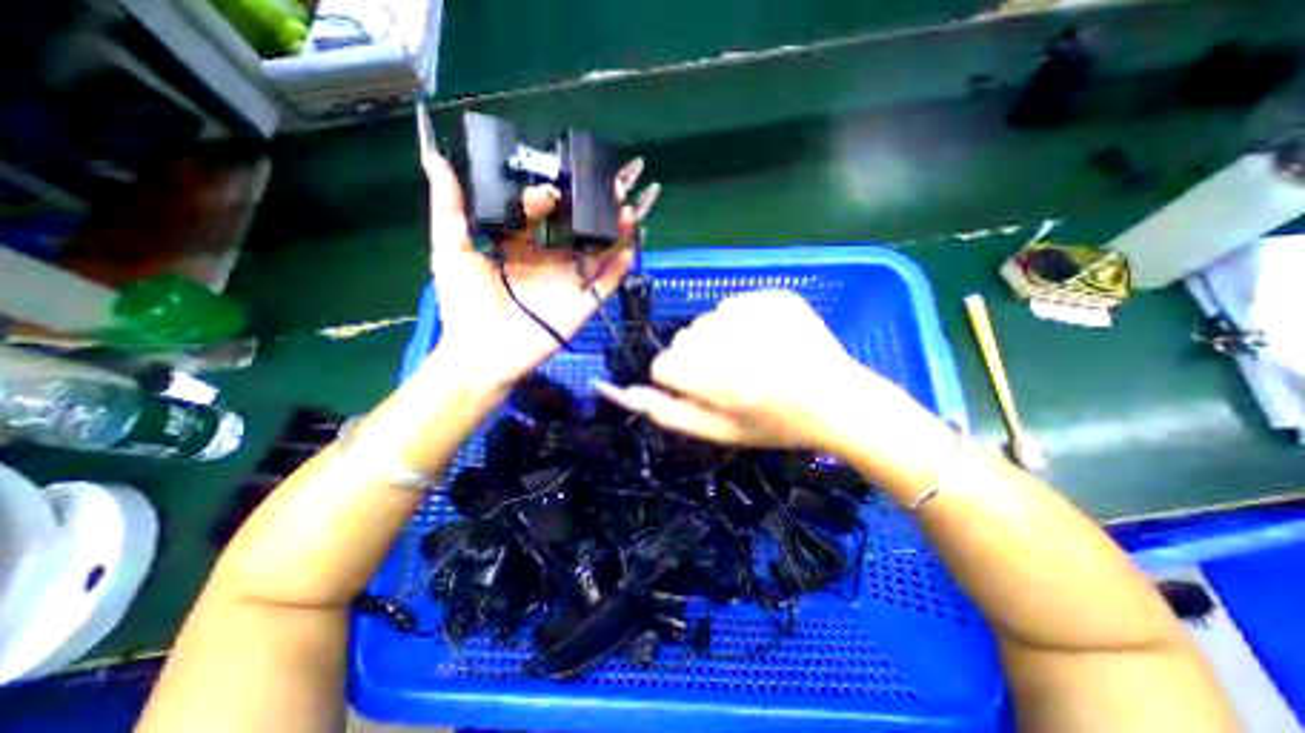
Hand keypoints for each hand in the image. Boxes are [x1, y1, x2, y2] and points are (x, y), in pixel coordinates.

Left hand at [419, 146, 658, 390]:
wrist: (482, 353)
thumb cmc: (464, 303)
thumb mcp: (452, 250)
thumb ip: (450, 207)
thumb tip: (434, 156)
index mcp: (524, 245)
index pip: (544, 212)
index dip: (547, 195)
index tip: (547, 192)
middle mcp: (552, 259)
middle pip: (581, 226)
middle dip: (598, 203)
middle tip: (615, 178)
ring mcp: (571, 281)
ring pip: (601, 250)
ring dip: (617, 230)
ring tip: (629, 207)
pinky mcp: (584, 303)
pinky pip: (608, 282)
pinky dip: (622, 266)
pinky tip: (632, 246)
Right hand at [594, 289, 893, 449]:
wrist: (838, 401)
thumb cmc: (775, 425)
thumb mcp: (721, 432)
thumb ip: (671, 413)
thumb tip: (626, 393)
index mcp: (722, 382)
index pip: (664, 366)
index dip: (679, 380)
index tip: (702, 389)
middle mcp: (737, 343)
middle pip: (683, 339)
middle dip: (697, 358)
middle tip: (732, 376)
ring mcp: (759, 313)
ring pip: (706, 318)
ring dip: (718, 338)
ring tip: (751, 358)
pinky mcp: (776, 296)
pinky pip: (734, 304)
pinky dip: (742, 320)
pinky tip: (767, 340)